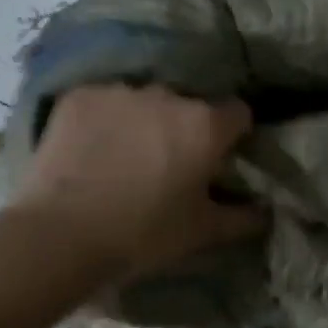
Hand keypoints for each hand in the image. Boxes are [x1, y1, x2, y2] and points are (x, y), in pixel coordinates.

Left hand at [13, 85, 264, 280]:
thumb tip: (266, 211)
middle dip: (185, 128)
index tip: (220, 158)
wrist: (60, 235)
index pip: (238, 113)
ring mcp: (121, 92)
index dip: (234, 135)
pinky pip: (104, 102)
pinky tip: (92, 151)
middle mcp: (169, 96)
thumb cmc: (144, 233)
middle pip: (189, 106)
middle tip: (169, 164)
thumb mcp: (203, 232)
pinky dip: (105, 120)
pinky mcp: (80, 96)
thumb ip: (244, 217)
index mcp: (206, 125)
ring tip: (125, 158)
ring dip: (144, 121)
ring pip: (145, 102)